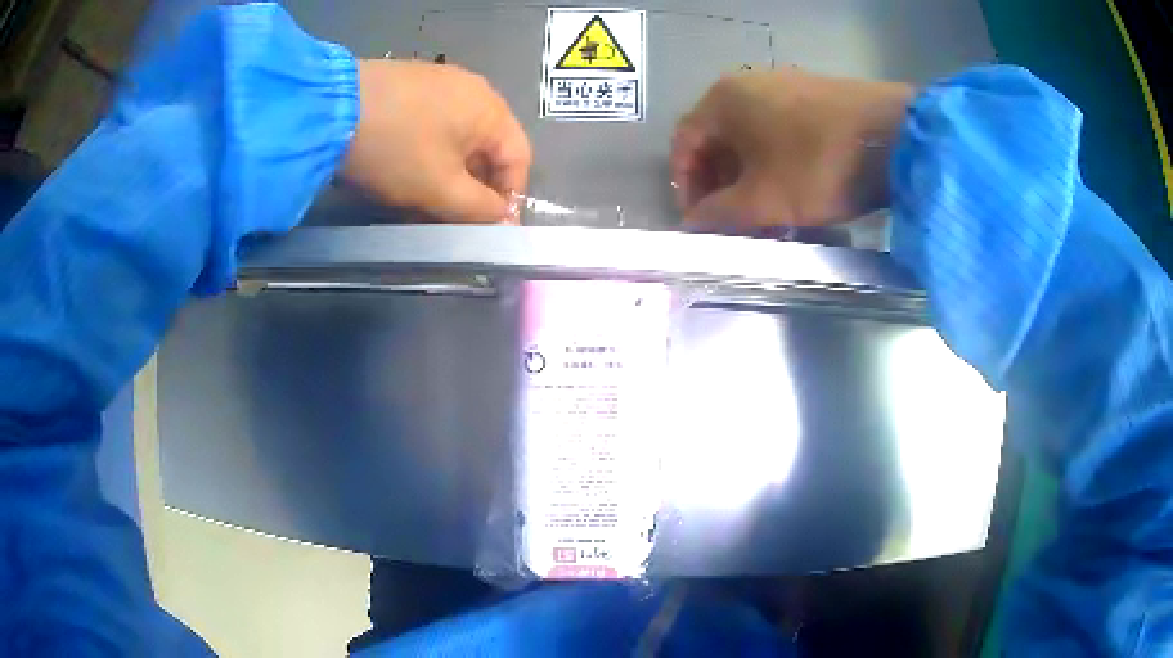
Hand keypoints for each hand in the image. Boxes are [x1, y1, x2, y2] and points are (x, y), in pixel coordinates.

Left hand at [342, 60, 531, 222]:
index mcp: (492, 109)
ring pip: (457, 138)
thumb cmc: (395, 149)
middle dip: (474, 188)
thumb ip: (480, 210)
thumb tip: (505, 220)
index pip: (519, 159)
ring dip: (449, 173)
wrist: (329, 109)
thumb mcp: (441, 188)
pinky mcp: (409, 82)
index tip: (488, 229)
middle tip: (450, 218)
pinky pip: (432, 123)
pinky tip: (403, 167)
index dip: (509, 198)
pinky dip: (427, 151)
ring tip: (422, 198)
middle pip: (488, 148)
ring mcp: (439, 81)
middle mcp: (473, 88)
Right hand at [671, 68, 913, 227]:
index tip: (697, 220)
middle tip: (732, 221)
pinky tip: (795, 189)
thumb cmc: (818, 165)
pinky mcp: (816, 95)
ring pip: (752, 136)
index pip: (685, 143)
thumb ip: (718, 214)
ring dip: (750, 176)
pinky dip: (776, 161)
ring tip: (766, 212)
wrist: (895, 136)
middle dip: (720, 184)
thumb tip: (692, 225)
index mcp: (722, 99)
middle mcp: (748, 83)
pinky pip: (781, 130)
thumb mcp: (763, 199)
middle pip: (718, 139)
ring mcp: (785, 85)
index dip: (685, 185)